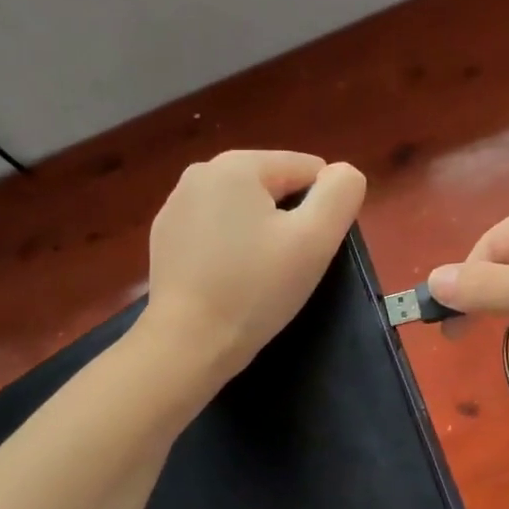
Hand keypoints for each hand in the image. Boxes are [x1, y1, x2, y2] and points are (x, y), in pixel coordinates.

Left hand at [141, 150, 366, 380]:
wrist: (187, 344)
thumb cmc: (255, 288)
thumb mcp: (315, 238)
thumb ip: (340, 194)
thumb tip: (343, 173)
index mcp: (237, 164)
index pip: (307, 169)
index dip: (322, 209)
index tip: (309, 249)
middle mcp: (200, 173)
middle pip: (273, 186)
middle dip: (289, 220)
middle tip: (287, 266)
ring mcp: (176, 205)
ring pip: (244, 208)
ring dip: (261, 233)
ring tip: (257, 275)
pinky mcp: (164, 236)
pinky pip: (216, 229)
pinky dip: (231, 247)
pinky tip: (229, 280)